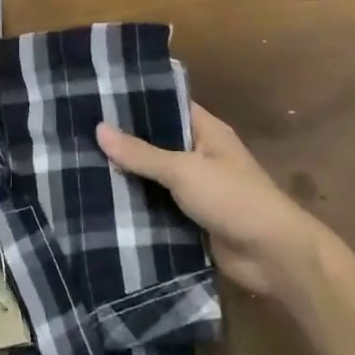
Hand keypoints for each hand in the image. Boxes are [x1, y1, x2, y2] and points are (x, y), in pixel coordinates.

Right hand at [98, 104, 332, 302]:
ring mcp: (197, 188)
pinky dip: (137, 205)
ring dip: (128, 176)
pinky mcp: (191, 218)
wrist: (274, 257)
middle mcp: (200, 154)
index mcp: (206, 131)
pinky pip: (158, 206)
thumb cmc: (233, 199)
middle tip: (79, 133)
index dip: (135, 101)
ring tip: (82, 165)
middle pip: (156, 141)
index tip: (98, 97)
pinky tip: (102, 201)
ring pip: (154, 176)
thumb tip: (99, 129)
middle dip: (124, 142)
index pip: (167, 104)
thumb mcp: (184, 171)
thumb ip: (141, 153)